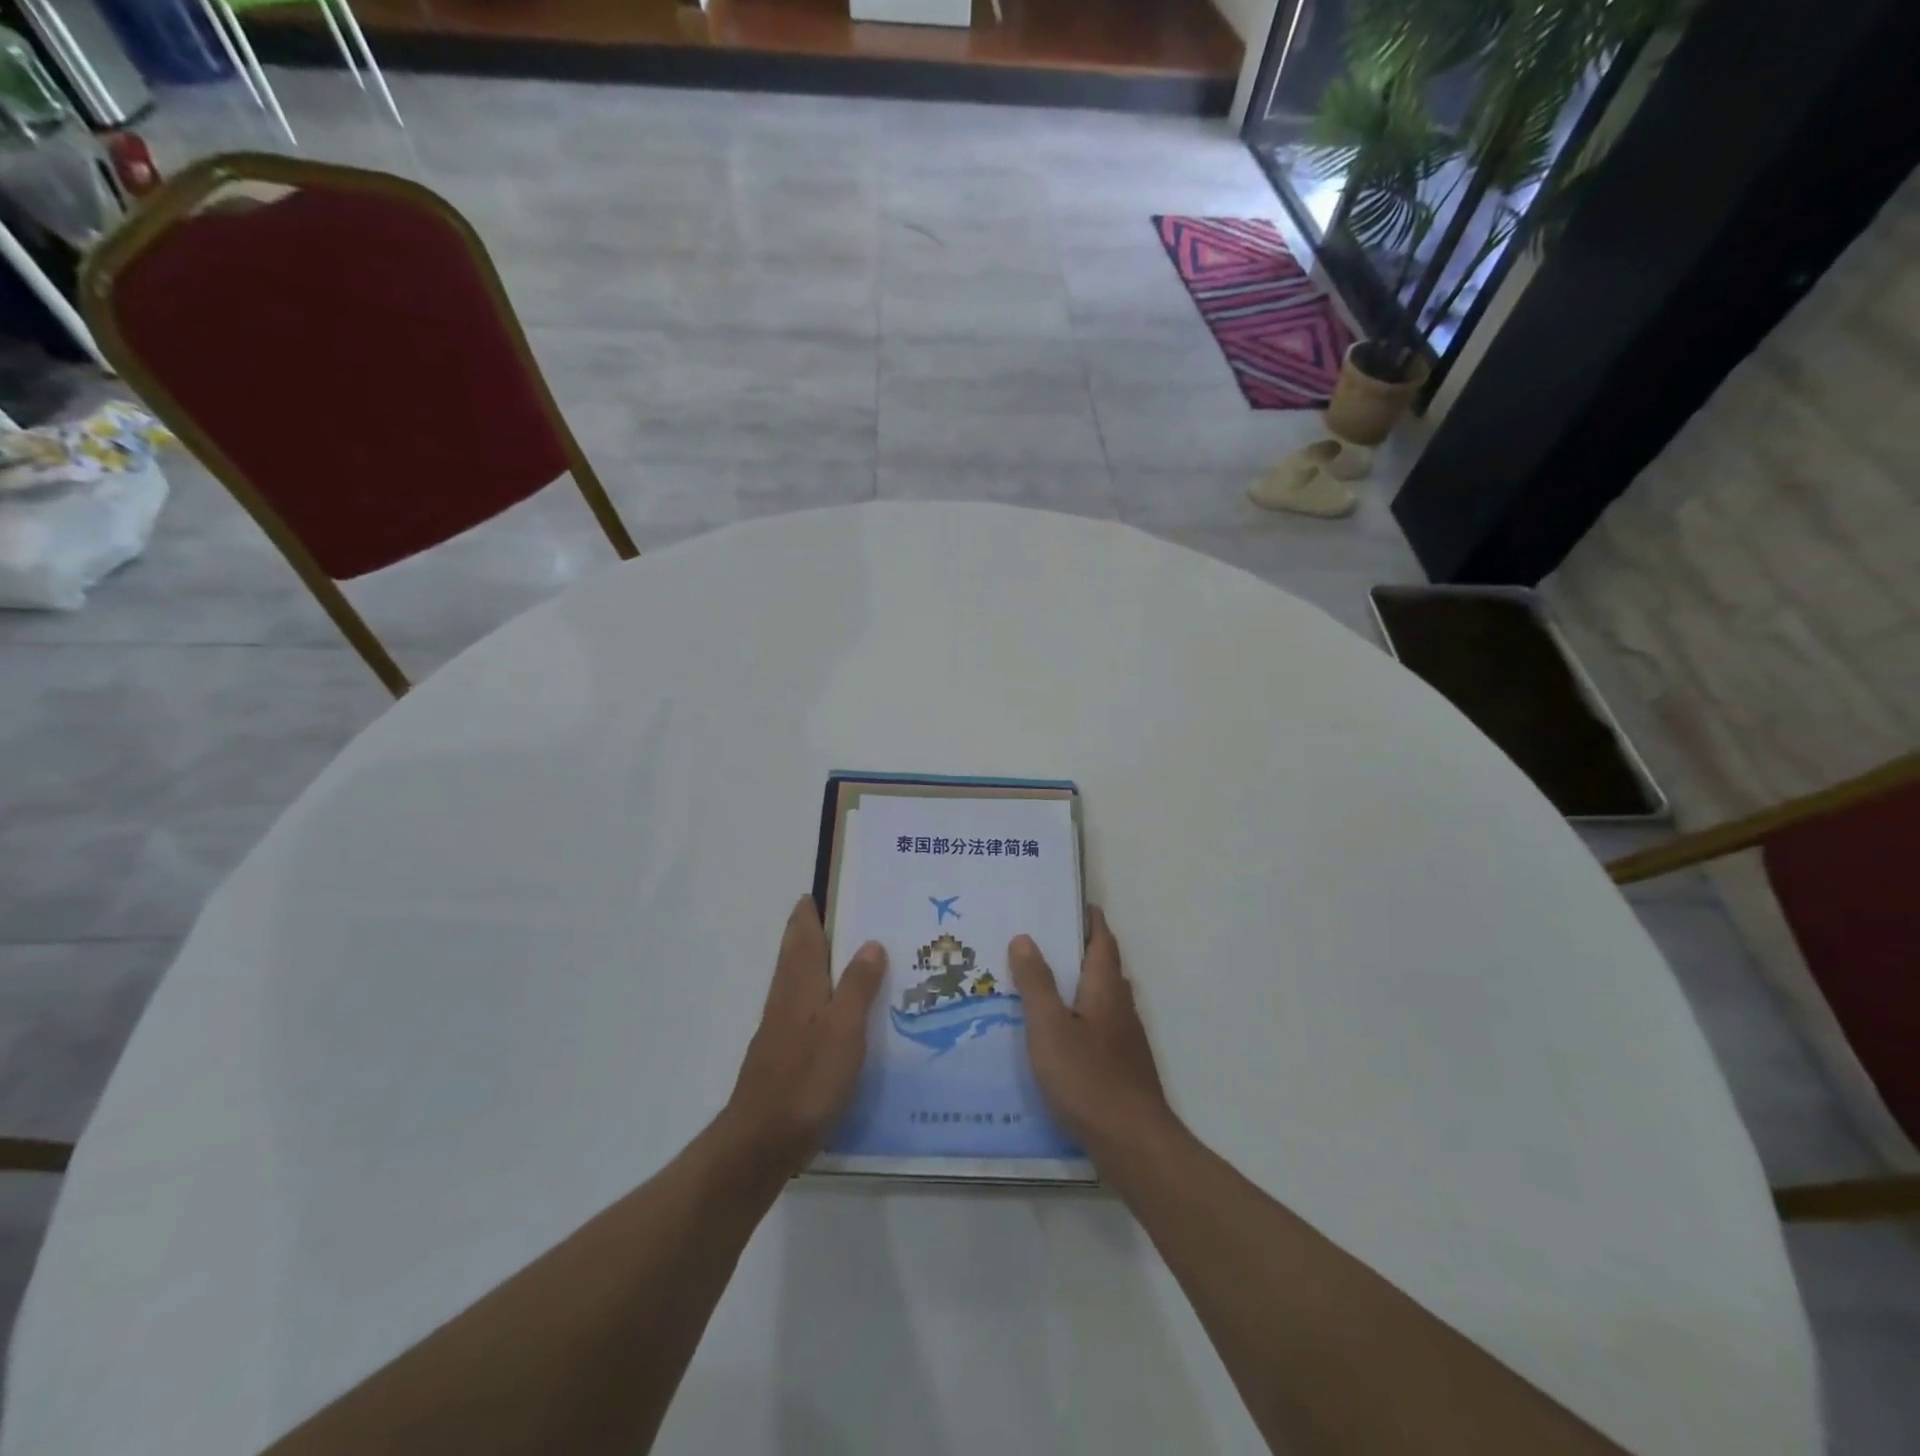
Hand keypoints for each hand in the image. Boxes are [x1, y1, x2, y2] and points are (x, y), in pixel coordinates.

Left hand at [723, 897, 886, 1173]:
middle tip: (841, 916)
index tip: (820, 890)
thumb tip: (870, 942)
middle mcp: (786, 1000)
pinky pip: (804, 1010)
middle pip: (796, 956)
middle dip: (811, 933)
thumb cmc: (807, 1079)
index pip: (803, 937)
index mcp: (799, 986)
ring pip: (799, 983)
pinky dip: (819, 996)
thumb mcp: (843, 1029)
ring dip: (817, 963)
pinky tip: (837, 1012)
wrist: (761, 1142)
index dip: (809, 913)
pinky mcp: (784, 1057)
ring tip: (848, 956)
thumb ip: (856, 986)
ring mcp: (781, 1030)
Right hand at [1007, 907, 1173, 1161]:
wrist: (1132, 1143)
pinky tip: (1060, 1033)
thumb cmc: (1087, 1078)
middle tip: (1046, 939)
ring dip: (1081, 982)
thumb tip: (1025, 937)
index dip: (1091, 920)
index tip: (1074, 903)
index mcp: (1105, 989)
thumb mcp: (1050, 1028)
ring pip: (1103, 998)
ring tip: (1045, 981)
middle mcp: (1121, 1007)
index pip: (1102, 942)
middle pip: (1104, 967)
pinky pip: (1100, 1025)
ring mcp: (1126, 1039)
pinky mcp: (1123, 1066)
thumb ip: (1037, 983)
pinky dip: (1081, 1014)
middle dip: (1081, 949)